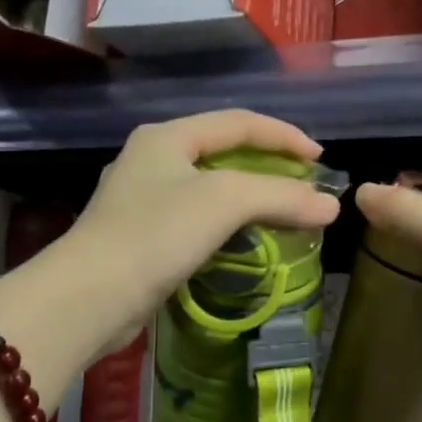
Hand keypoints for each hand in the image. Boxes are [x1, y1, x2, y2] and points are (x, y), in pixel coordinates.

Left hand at [64, 110, 341, 347]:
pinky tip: (246, 242)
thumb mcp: (225, 202)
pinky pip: (197, 219)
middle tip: (305, 184)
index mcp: (167, 136)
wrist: (89, 298)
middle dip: (268, 165)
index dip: (284, 135)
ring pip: (210, 188)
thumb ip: (281, 196)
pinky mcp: (141, 238)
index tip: (320, 160)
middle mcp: (152, 160)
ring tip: (284, 212)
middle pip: (223, 152)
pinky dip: (229, 224)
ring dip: (250, 197)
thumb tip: (332, 206)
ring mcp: (142, 200)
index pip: (239, 122)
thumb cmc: (156, 234)